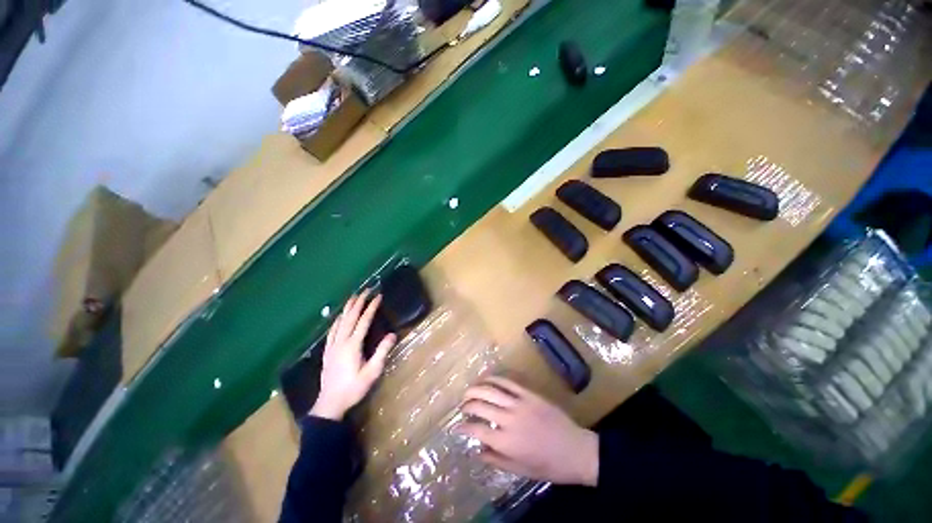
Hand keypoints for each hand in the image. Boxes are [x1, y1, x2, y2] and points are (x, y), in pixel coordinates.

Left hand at [310, 290, 395, 420]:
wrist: (330, 403)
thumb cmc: (353, 388)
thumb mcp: (372, 372)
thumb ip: (382, 352)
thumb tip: (392, 334)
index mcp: (353, 345)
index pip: (363, 321)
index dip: (371, 307)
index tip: (378, 296)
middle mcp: (341, 342)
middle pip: (350, 318)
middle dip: (358, 302)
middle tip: (366, 290)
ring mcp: (332, 346)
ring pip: (339, 322)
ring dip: (347, 308)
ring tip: (353, 297)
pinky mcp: (327, 351)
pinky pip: (332, 331)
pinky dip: (337, 320)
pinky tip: (339, 317)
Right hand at [455, 376, 598, 486]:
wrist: (576, 450)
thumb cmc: (549, 465)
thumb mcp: (521, 471)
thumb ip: (497, 460)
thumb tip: (477, 451)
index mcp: (506, 442)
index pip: (476, 431)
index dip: (463, 428)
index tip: (456, 428)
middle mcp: (509, 420)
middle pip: (480, 406)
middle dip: (467, 405)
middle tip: (462, 407)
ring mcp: (520, 403)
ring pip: (491, 390)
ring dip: (476, 388)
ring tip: (468, 391)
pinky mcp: (529, 394)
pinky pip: (508, 382)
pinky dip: (494, 379)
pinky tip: (486, 379)